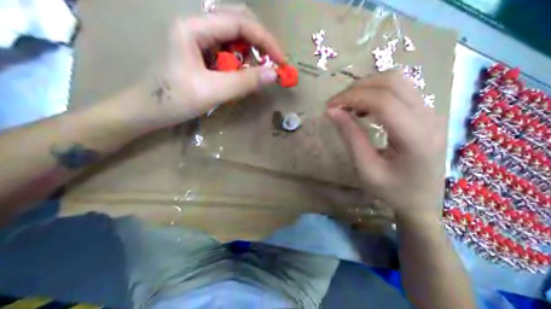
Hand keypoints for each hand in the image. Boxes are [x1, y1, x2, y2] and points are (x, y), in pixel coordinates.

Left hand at [129, 6, 286, 129]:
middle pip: (238, 20)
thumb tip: (274, 75)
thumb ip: (245, 82)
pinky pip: (226, 46)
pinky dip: (240, 58)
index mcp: (194, 28)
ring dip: (250, 50)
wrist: (144, 111)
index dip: (266, 40)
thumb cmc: (172, 100)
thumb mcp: (212, 92)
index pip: (240, 22)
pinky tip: (242, 72)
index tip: (281, 62)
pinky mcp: (197, 48)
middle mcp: (195, 24)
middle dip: (260, 41)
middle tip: (272, 63)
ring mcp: (196, 35)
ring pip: (233, 33)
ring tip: (259, 70)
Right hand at [327, 71, 446, 216]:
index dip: (353, 97)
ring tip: (349, 105)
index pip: (384, 101)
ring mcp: (432, 112)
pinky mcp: (429, 111)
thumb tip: (332, 111)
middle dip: (358, 88)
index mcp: (416, 139)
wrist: (424, 200)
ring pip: (398, 80)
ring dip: (368, 86)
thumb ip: (351, 138)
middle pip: (392, 82)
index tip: (330, 106)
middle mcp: (429, 118)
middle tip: (337, 104)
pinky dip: (378, 91)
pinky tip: (366, 107)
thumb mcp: (367, 171)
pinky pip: (402, 89)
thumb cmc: (394, 192)